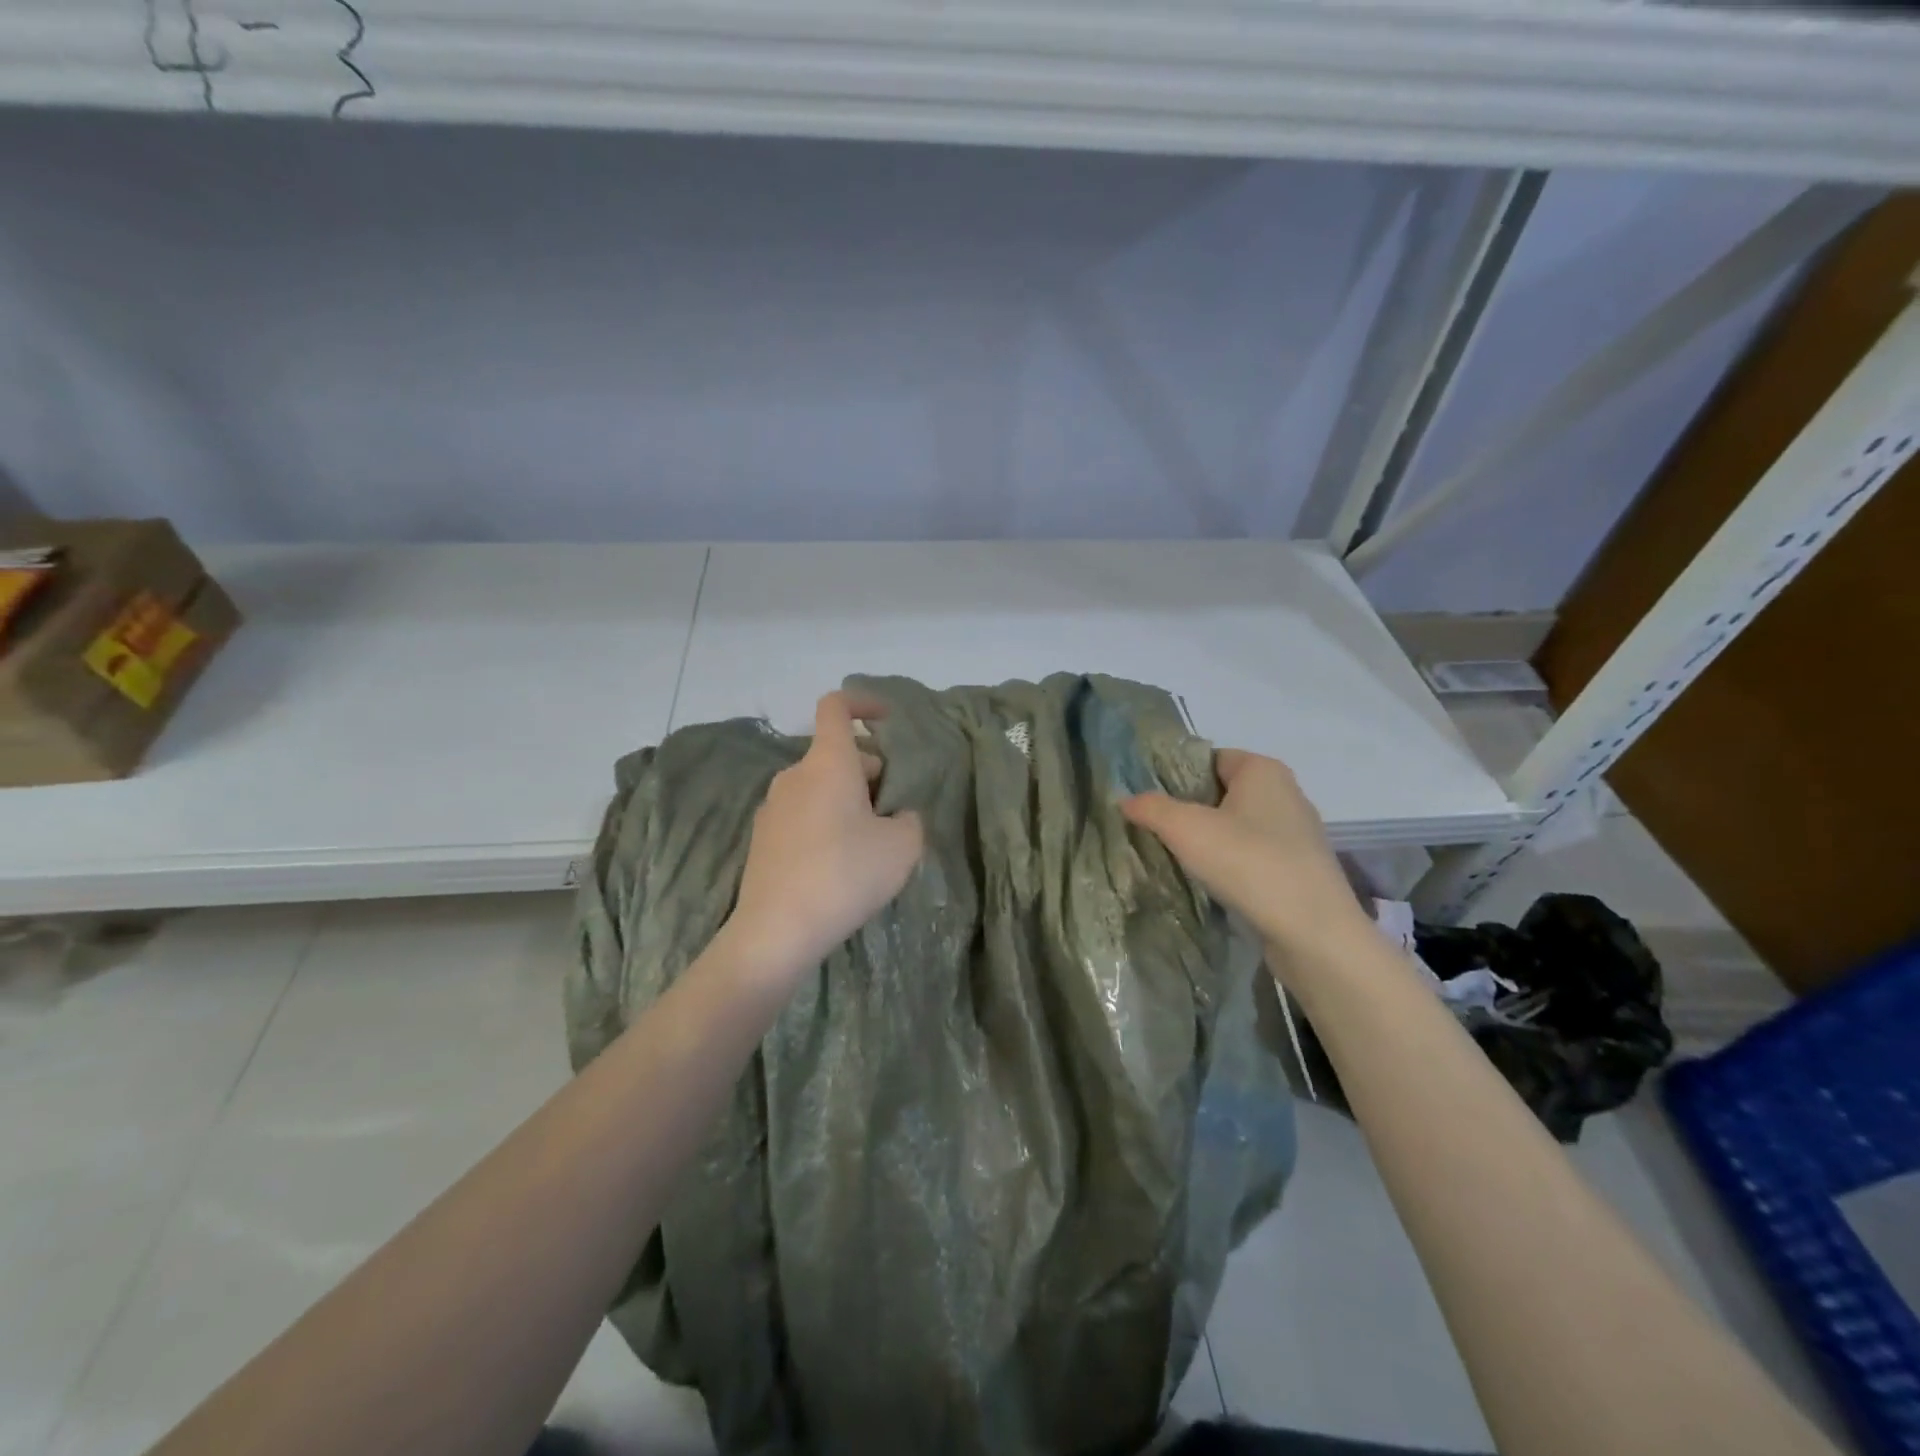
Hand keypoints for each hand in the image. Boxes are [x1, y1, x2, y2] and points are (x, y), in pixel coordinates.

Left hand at [724, 691, 924, 988]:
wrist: (777, 931)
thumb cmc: (846, 874)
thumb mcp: (902, 846)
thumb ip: (910, 819)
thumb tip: (897, 817)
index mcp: (828, 762)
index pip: (837, 706)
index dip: (864, 703)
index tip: (888, 719)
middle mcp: (795, 775)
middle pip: (836, 753)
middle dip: (869, 770)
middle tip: (893, 807)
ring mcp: (773, 807)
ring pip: (819, 786)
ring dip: (847, 798)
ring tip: (870, 840)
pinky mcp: (763, 838)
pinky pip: (802, 813)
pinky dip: (825, 821)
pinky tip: (839, 863)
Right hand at [1122, 749, 1369, 962]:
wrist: (1313, 933)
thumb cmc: (1249, 863)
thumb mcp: (1186, 829)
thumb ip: (1151, 808)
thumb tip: (1125, 799)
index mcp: (1263, 770)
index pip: (1209, 759)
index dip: (1176, 776)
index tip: (1149, 802)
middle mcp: (1286, 793)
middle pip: (1222, 792)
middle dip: (1190, 810)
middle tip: (1155, 831)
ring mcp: (1297, 833)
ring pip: (1238, 825)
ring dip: (1209, 839)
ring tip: (1176, 858)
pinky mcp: (1300, 868)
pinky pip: (1254, 854)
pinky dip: (1231, 863)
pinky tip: (1211, 882)